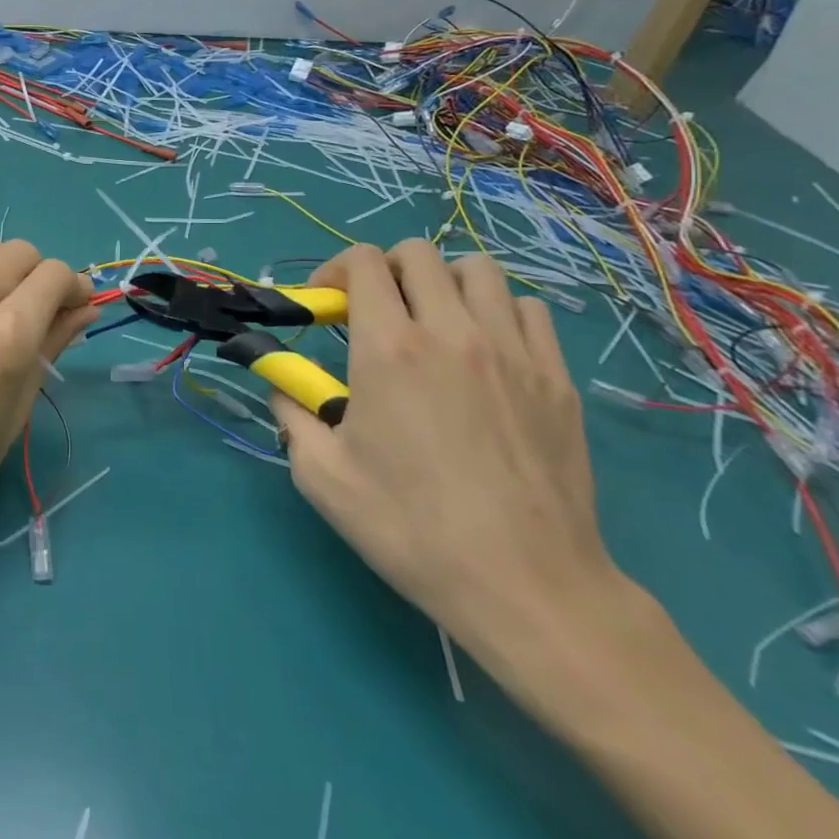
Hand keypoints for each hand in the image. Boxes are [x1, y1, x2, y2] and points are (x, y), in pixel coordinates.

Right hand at [269, 241, 627, 680]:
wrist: (526, 585)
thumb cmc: (411, 528)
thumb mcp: (321, 475)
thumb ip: (291, 411)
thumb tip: (282, 382)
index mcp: (389, 349)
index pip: (364, 262)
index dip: (337, 270)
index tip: (330, 305)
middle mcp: (451, 332)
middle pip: (418, 253)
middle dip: (386, 270)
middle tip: (377, 312)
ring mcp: (512, 350)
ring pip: (477, 270)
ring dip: (443, 283)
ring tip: (434, 323)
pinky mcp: (556, 377)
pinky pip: (527, 309)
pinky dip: (498, 312)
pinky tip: (486, 351)